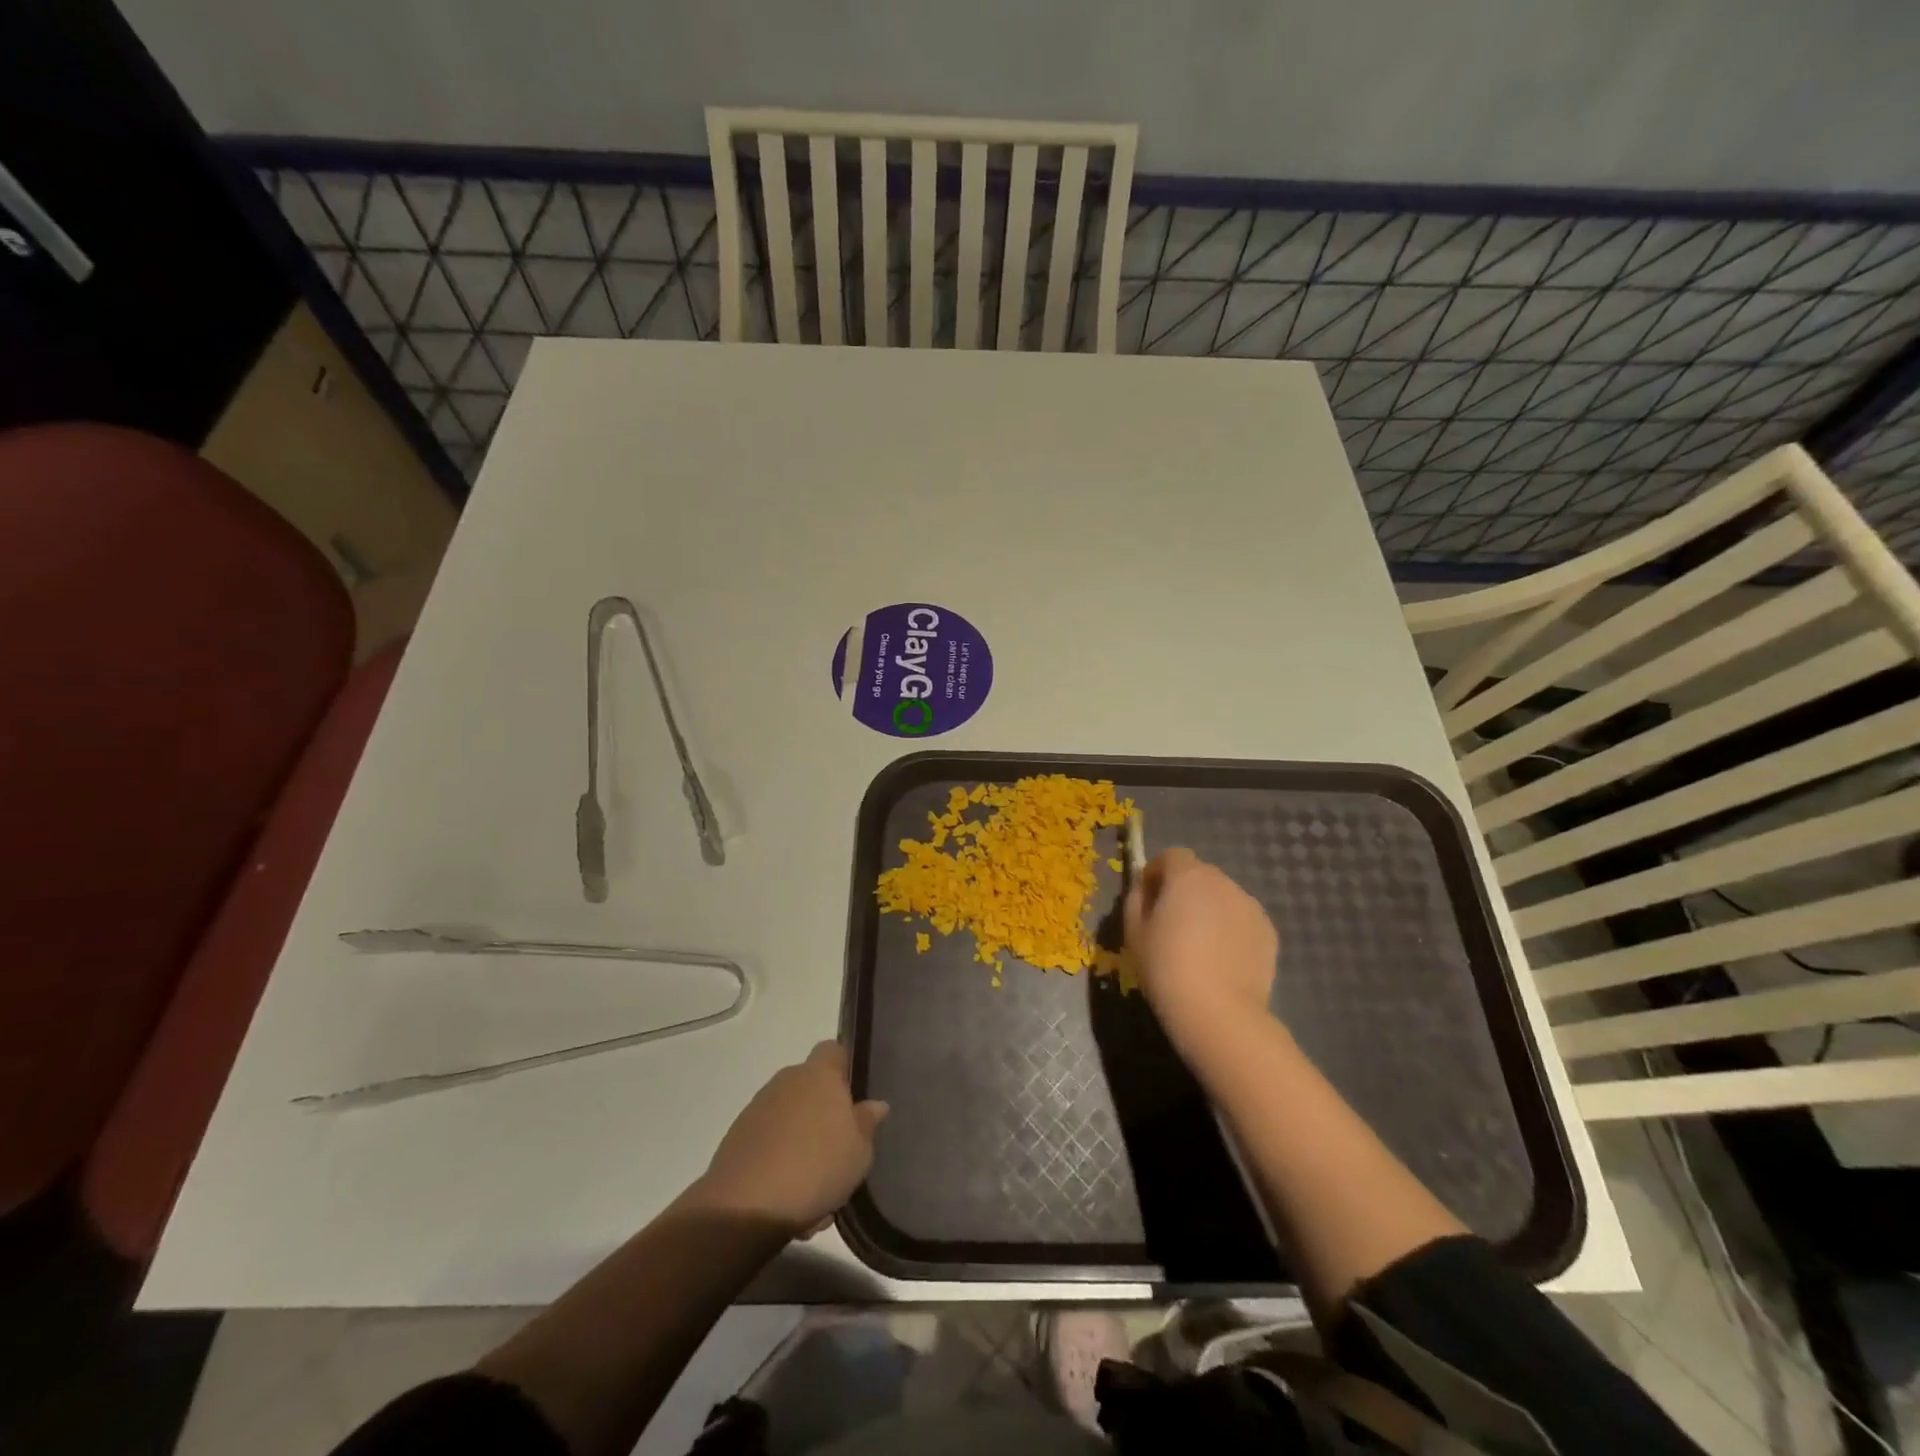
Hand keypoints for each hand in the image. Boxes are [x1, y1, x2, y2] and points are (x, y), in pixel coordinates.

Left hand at [691, 1042, 888, 1236]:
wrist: (747, 1206)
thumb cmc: (816, 1167)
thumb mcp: (859, 1152)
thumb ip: (867, 1123)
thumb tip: (876, 1104)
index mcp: (819, 1075)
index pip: (833, 1050)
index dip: (843, 1069)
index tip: (851, 1097)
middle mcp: (787, 1081)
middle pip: (809, 1086)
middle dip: (821, 1112)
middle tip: (836, 1148)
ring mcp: (758, 1108)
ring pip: (788, 1116)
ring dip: (799, 1139)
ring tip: (811, 1183)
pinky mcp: (736, 1136)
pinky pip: (767, 1140)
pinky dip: (777, 1158)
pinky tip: (785, 1194)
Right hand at [1124, 848, 1279, 1061]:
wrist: (1218, 1012)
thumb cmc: (1166, 968)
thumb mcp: (1133, 932)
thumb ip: (1136, 900)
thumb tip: (1144, 889)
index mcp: (1187, 876)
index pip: (1171, 855)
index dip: (1157, 872)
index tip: (1148, 898)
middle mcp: (1222, 882)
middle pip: (1199, 874)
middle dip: (1184, 890)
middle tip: (1172, 925)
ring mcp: (1250, 906)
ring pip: (1222, 897)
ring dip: (1209, 909)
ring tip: (1199, 946)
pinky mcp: (1268, 931)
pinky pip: (1241, 919)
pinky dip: (1230, 930)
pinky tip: (1221, 960)